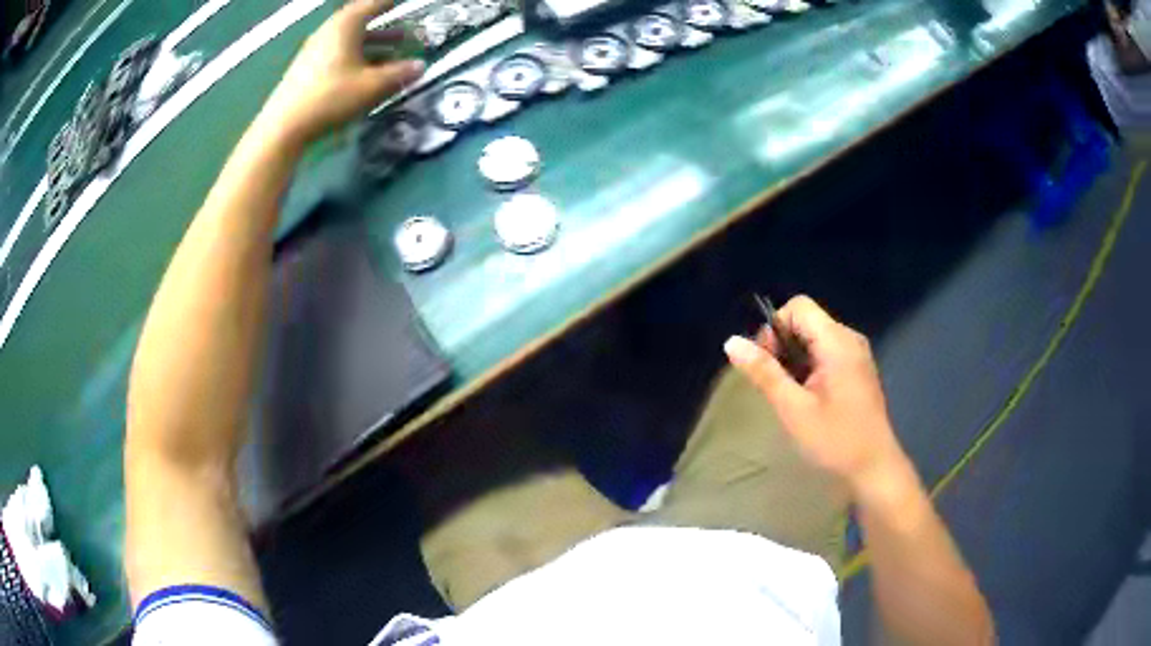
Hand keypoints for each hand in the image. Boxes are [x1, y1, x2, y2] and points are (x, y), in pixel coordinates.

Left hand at [259, 0, 423, 144]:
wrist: (284, 126)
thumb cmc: (331, 97)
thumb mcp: (372, 86)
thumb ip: (399, 73)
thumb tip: (420, 66)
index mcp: (346, 25)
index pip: (373, 4)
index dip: (389, 3)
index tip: (402, 4)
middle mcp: (329, 32)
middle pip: (360, 22)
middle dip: (385, 27)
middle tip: (405, 33)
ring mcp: (315, 50)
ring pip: (350, 40)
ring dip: (372, 45)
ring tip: (392, 54)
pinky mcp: (307, 69)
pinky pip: (338, 54)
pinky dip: (357, 57)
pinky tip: (367, 72)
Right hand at [724, 296, 908, 493]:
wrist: (874, 467)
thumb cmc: (835, 440)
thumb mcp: (793, 409)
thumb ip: (764, 373)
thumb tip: (731, 342)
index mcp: (837, 342)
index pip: (798, 307)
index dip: (775, 328)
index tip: (769, 364)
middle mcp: (849, 339)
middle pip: (806, 321)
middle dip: (783, 345)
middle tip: (776, 385)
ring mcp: (856, 354)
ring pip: (815, 338)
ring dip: (795, 359)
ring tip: (791, 395)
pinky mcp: (858, 369)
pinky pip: (827, 353)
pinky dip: (810, 367)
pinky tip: (809, 398)